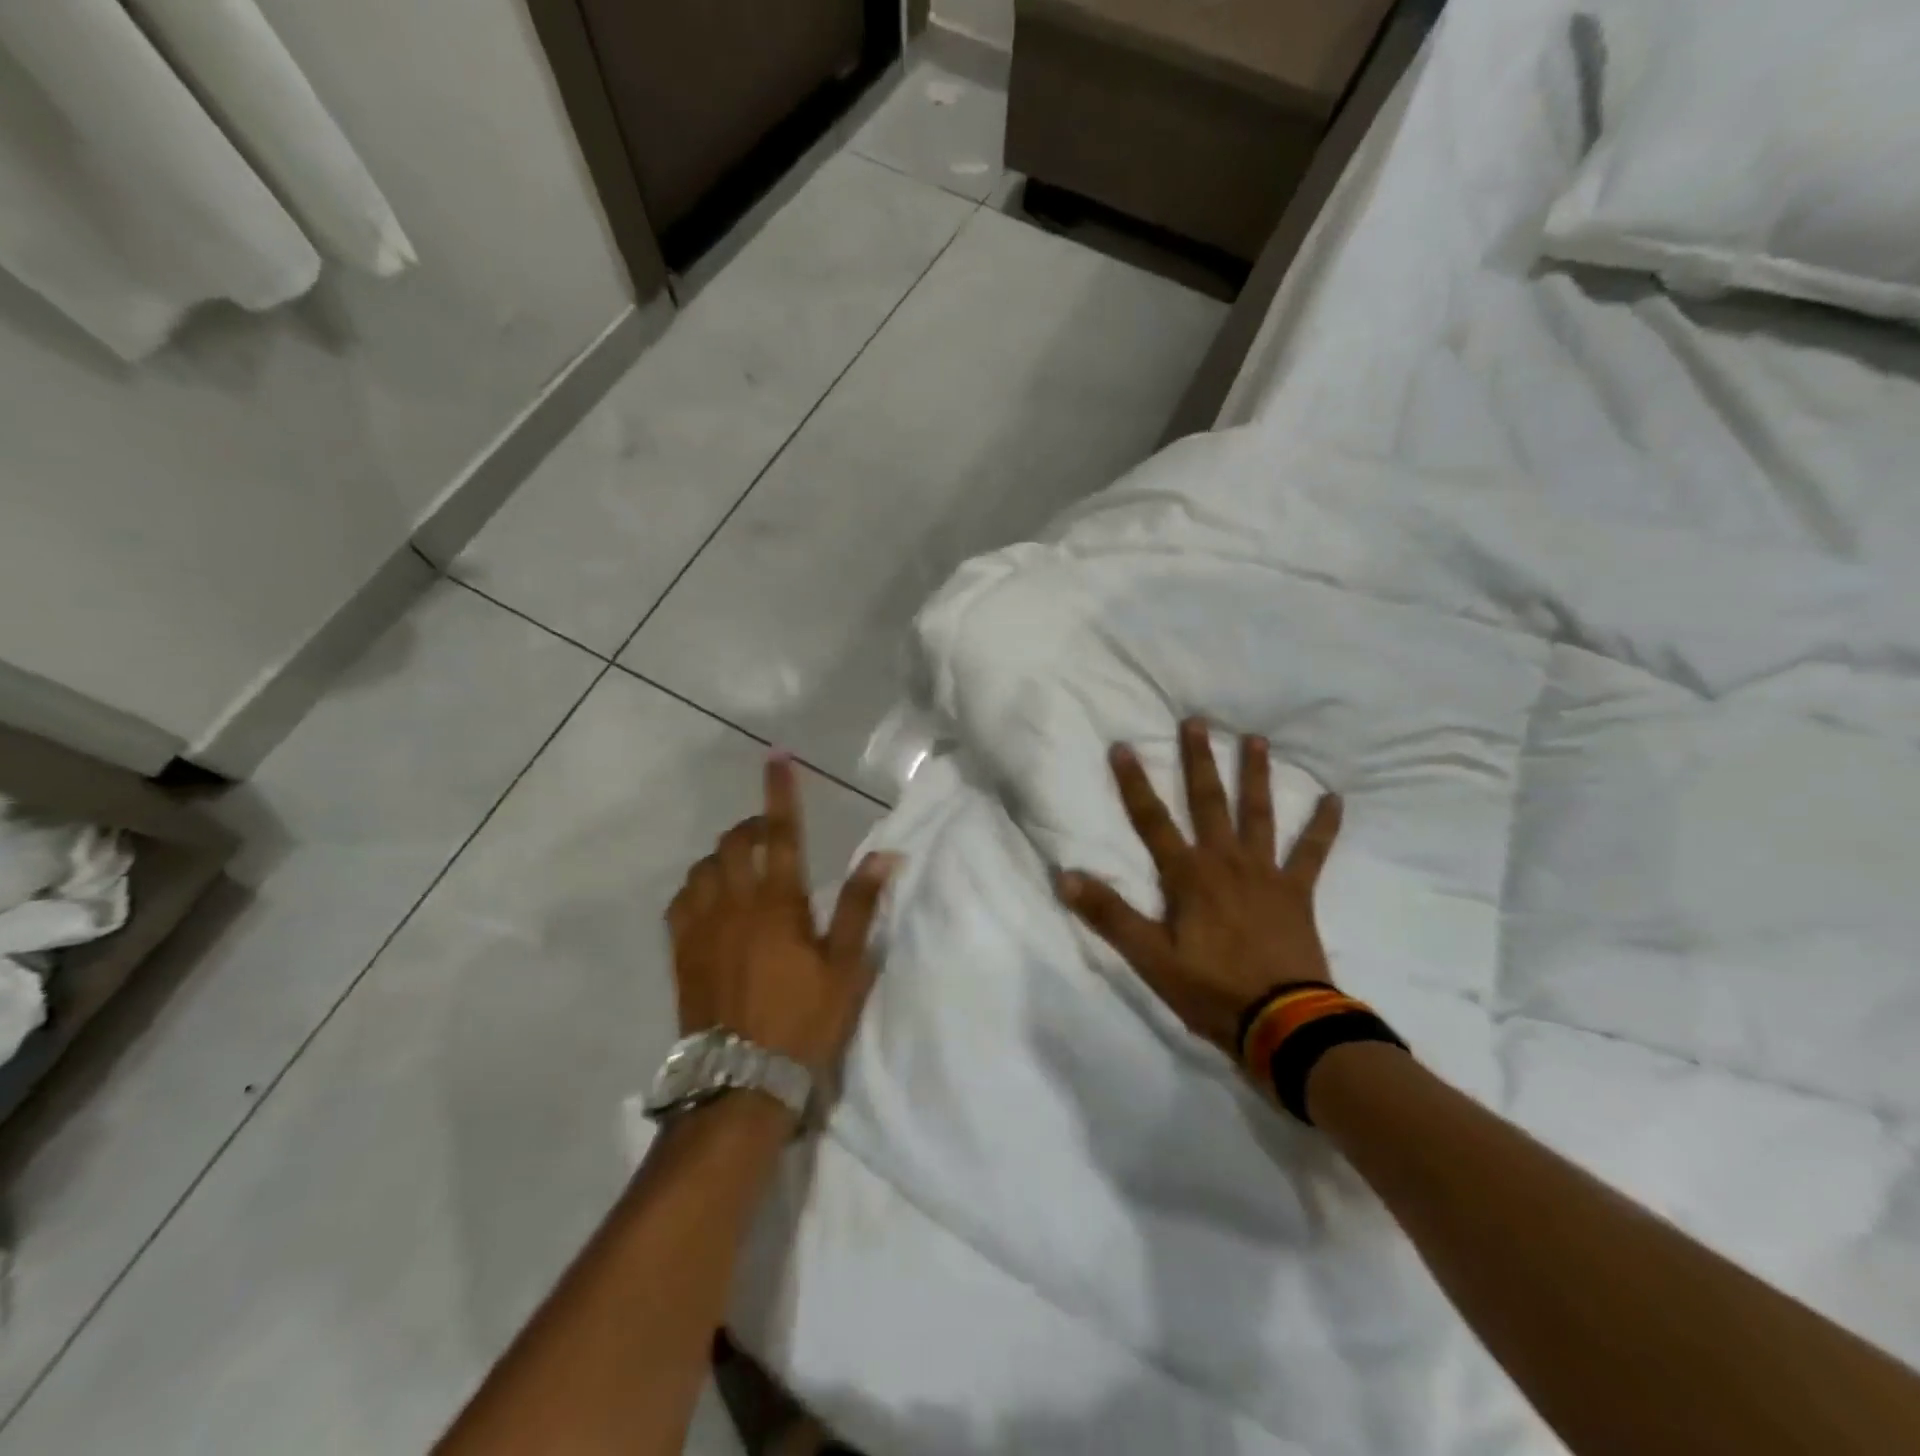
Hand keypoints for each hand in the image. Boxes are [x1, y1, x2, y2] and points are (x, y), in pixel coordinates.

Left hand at [666, 753, 897, 1078]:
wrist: (742, 1081)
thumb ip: (861, 905)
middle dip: (752, 825)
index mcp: (780, 903)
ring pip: (704, 867)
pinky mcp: (681, 951)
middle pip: (735, 842)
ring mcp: (701, 926)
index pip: (781, 832)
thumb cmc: (805, 1021)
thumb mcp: (847, 966)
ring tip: (744, 868)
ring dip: (725, 855)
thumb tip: (883, 854)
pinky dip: (697, 886)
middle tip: (772, 835)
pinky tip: (710, 899)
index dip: (780, 791)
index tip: (778, 757)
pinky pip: (680, 899)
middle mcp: (735, 903)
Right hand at [1055, 718, 1342, 1060]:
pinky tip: (1334, 798)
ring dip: (1255, 775)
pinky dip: (1323, 826)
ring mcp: (1265, 873)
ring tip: (1255, 739)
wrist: (1283, 1023)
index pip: (1152, 820)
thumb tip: (1065, 877)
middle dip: (1199, 761)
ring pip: (1259, 814)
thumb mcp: (1150, 957)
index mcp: (1188, 875)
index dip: (1134, 784)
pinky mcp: (1297, 892)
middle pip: (1208, 802)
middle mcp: (1225, 861)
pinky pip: (1312, 852)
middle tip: (1196, 721)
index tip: (1123, 746)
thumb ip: (1109, 915)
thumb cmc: (1210, 989)